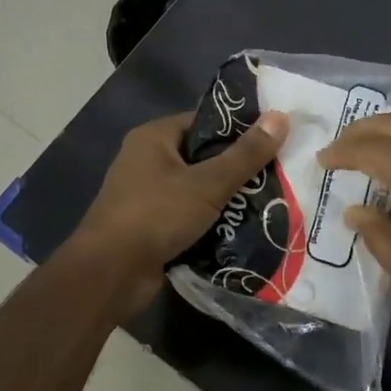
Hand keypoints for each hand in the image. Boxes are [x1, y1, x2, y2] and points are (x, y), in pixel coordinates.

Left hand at [74, 110, 289, 317]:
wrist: (110, 274)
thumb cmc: (156, 215)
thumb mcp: (208, 183)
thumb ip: (246, 154)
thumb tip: (281, 116)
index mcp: (154, 137)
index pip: (205, 121)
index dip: (240, 129)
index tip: (275, 138)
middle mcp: (147, 160)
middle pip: (203, 156)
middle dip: (238, 168)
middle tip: (279, 174)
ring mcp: (147, 195)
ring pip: (198, 189)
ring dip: (228, 198)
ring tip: (270, 201)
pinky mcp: (151, 227)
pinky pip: (189, 216)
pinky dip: (212, 222)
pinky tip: (245, 229)